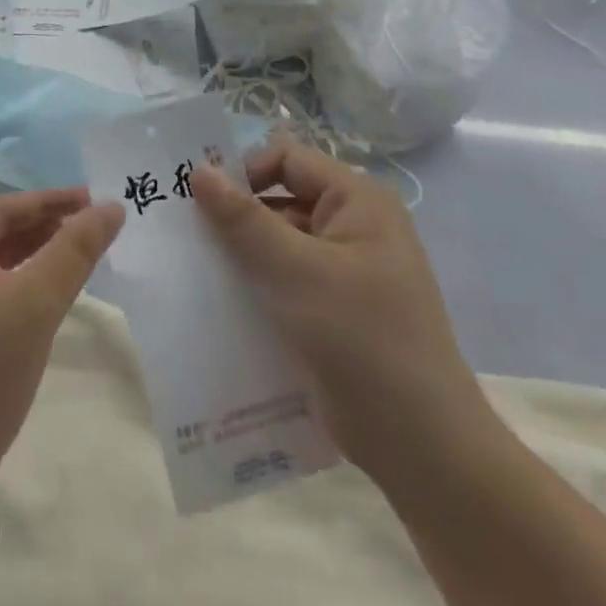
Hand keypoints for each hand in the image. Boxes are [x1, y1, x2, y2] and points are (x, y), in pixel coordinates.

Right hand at [190, 137, 497, 492]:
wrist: (420, 446)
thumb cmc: (361, 338)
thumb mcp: (296, 271)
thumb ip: (244, 220)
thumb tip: (199, 170)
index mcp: (358, 201)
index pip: (287, 160)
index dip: (243, 172)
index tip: (200, 201)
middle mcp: (353, 226)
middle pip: (280, 199)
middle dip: (235, 215)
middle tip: (185, 233)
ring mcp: (344, 271)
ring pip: (278, 243)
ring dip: (240, 253)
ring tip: (193, 267)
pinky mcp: (332, 309)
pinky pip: (284, 279)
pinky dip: (254, 283)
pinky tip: (218, 300)